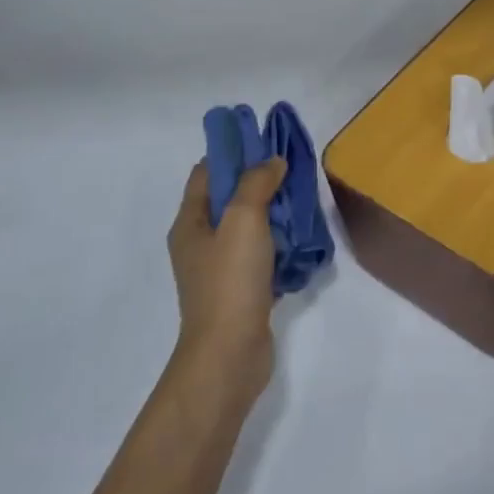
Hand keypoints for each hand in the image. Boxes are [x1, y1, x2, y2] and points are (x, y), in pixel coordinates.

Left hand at [168, 158, 285, 393]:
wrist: (229, 354)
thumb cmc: (230, 280)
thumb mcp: (243, 219)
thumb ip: (257, 183)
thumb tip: (272, 161)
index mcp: (190, 223)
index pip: (205, 172)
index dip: (231, 152)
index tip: (264, 140)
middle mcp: (200, 243)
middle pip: (228, 198)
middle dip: (258, 180)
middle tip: (292, 167)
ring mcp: (220, 269)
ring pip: (248, 227)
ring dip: (273, 212)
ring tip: (303, 200)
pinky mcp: (241, 290)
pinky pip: (261, 254)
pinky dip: (279, 243)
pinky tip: (303, 240)